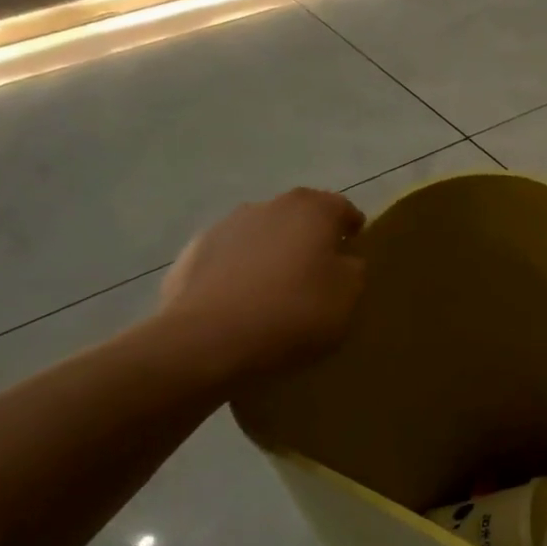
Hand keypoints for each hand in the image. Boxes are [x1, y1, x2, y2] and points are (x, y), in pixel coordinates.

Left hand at [154, 188, 366, 384]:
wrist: (208, 339)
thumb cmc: (294, 312)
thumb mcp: (347, 297)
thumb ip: (352, 271)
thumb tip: (343, 261)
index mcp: (312, 210)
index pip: (340, 207)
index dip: (351, 226)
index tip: (354, 245)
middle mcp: (268, 206)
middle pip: (298, 216)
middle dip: (309, 237)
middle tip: (318, 269)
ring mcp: (224, 227)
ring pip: (261, 235)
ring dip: (272, 252)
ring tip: (277, 289)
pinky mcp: (191, 253)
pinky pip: (229, 259)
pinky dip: (239, 272)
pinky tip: (242, 303)